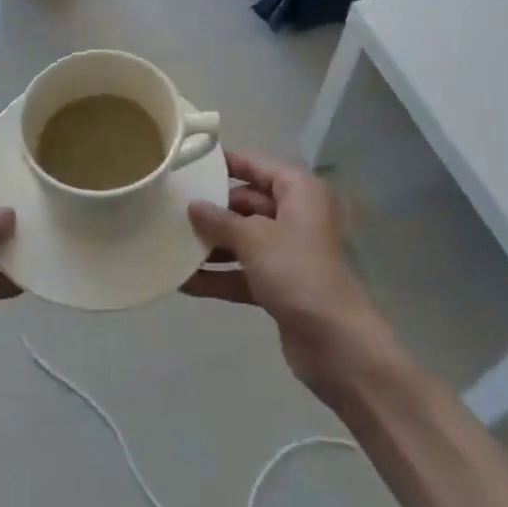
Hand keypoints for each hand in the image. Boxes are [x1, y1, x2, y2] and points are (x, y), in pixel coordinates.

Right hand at [184, 151, 396, 401]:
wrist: (337, 343)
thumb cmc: (297, 272)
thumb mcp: (254, 238)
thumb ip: (219, 220)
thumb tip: (193, 206)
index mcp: (299, 191)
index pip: (256, 165)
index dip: (225, 163)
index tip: (189, 164)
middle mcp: (297, 215)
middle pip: (248, 203)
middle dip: (213, 210)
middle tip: (172, 209)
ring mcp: (290, 252)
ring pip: (245, 239)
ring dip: (212, 245)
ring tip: (170, 244)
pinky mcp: (282, 285)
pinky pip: (246, 271)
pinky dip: (220, 275)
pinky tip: (185, 282)